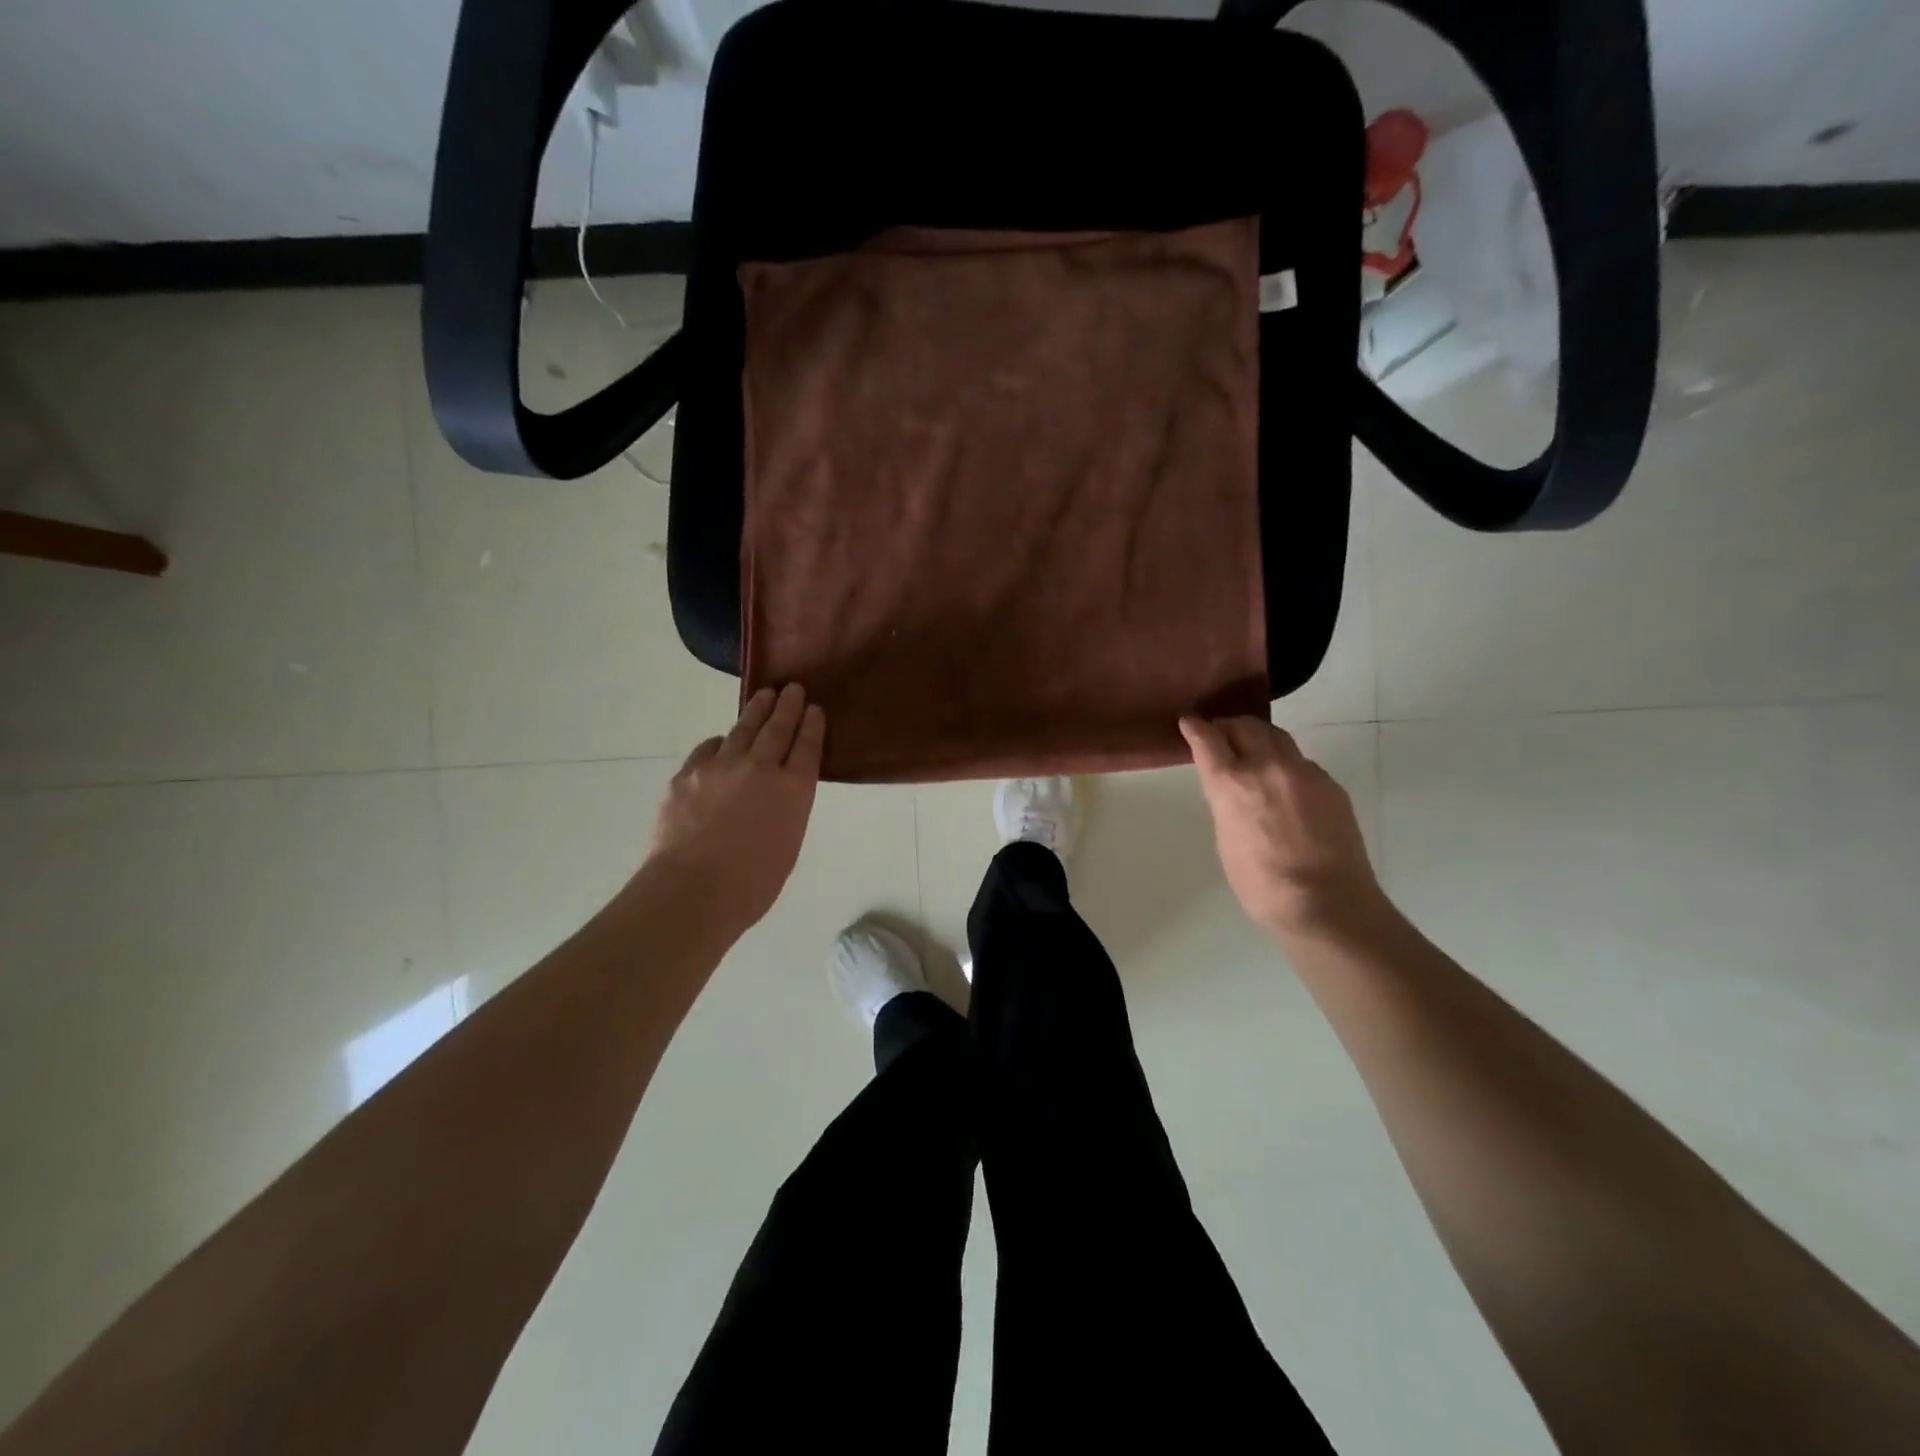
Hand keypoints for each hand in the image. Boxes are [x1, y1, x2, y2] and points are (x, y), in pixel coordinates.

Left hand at [647, 685, 825, 936]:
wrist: (692, 890)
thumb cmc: (752, 884)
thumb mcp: (787, 846)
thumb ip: (786, 812)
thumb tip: (776, 797)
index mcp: (793, 790)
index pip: (807, 746)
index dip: (812, 725)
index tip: (815, 709)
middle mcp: (761, 768)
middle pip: (778, 728)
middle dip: (788, 706)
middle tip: (793, 689)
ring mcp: (721, 767)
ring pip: (743, 729)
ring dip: (756, 710)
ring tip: (764, 696)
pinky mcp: (688, 774)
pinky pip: (709, 748)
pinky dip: (720, 742)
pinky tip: (722, 741)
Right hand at [1180, 715, 1385, 940]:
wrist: (1327, 902)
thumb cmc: (1262, 884)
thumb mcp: (1227, 840)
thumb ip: (1227, 805)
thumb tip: (1233, 792)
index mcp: (1232, 783)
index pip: (1208, 739)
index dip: (1196, 727)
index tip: (1190, 722)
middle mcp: (1267, 767)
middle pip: (1245, 726)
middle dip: (1228, 726)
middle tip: (1220, 733)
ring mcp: (1304, 772)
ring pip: (1277, 736)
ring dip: (1259, 736)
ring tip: (1252, 747)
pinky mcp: (1330, 784)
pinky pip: (1301, 761)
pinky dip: (1285, 762)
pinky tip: (1285, 784)